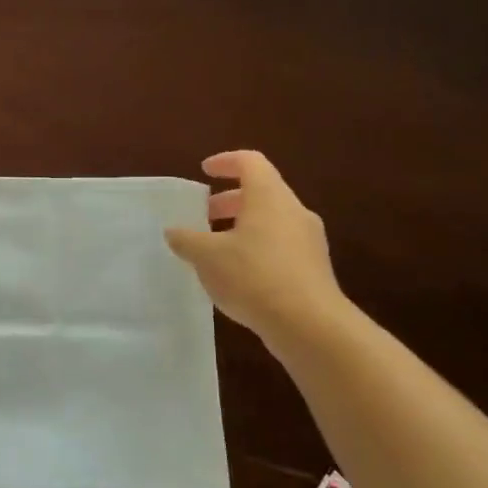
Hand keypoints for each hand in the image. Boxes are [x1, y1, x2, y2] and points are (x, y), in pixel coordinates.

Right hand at [165, 150, 347, 355]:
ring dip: (242, 227)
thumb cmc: (254, 276)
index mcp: (269, 197)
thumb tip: (173, 231)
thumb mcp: (207, 256)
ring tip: (216, 249)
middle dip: (228, 201)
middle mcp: (293, 211)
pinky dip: (257, 249)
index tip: (204, 171)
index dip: (225, 161)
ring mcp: (308, 241)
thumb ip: (187, 240)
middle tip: (203, 216)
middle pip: (261, 192)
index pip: (250, 162)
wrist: (310, 326)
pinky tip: (238, 276)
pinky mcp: (314, 269)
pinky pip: (281, 246)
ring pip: (271, 221)